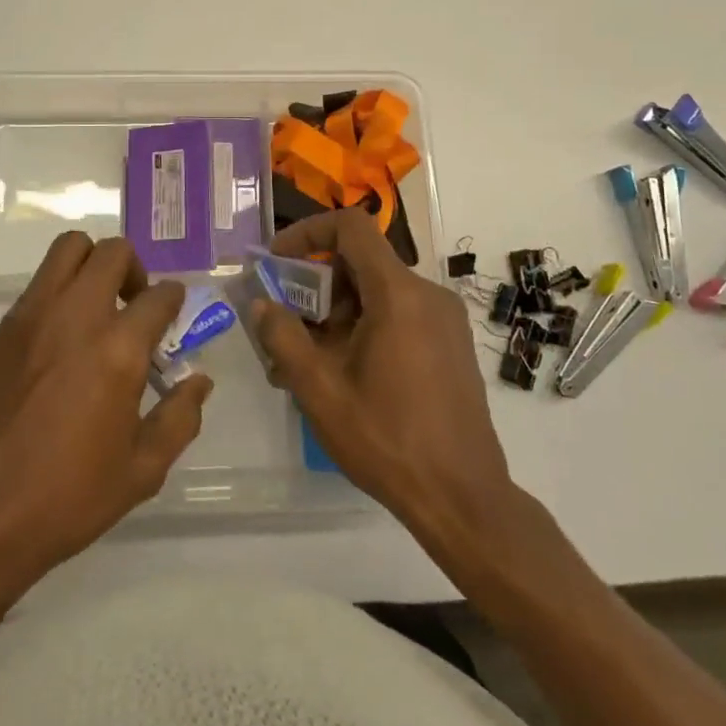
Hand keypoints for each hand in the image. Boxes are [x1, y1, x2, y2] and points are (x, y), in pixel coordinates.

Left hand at [0, 233, 212, 593]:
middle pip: (112, 252)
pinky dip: (59, 291)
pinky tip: (60, 340)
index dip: (174, 300)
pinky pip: (37, 285)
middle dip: (134, 268)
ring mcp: (32, 317)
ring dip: (92, 264)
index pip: (159, 295)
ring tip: (97, 307)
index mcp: (118, 349)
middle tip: (134, 304)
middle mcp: (76, 316)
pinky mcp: (1, 330)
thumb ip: (178, 419)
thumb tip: (198, 382)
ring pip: (68, 249)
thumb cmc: (64, 499)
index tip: (172, 316)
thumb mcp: (140, 472)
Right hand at [251, 208, 510, 530]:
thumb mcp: (320, 390)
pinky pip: (399, 313)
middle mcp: (427, 293)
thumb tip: (261, 303)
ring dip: (337, 312)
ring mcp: (444, 318)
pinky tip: (345, 372)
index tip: (278, 261)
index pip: (351, 226)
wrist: (464, 499)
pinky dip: (365, 325)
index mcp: (398, 293)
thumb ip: (283, 337)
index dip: (308, 232)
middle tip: (286, 324)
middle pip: (361, 262)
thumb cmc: (387, 440)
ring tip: (307, 360)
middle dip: (317, 285)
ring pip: (378, 291)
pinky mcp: (451, 342)